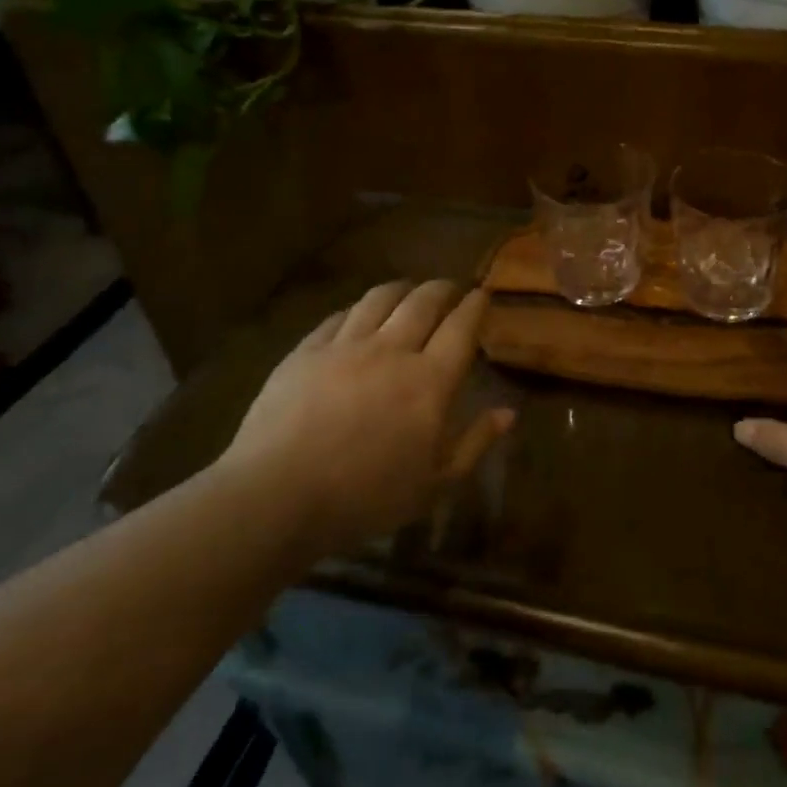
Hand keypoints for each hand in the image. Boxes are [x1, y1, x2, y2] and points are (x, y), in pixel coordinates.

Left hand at [215, 280, 513, 552]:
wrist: (278, 496)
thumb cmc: (366, 497)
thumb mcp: (435, 484)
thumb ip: (475, 443)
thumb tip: (508, 413)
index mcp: (429, 381)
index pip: (461, 327)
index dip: (475, 306)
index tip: (482, 295)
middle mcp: (391, 351)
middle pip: (423, 302)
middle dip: (442, 289)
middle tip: (450, 288)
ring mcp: (344, 346)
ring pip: (380, 299)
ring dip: (402, 289)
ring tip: (408, 291)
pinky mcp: (306, 351)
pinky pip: (339, 316)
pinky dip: (359, 310)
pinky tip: (359, 315)